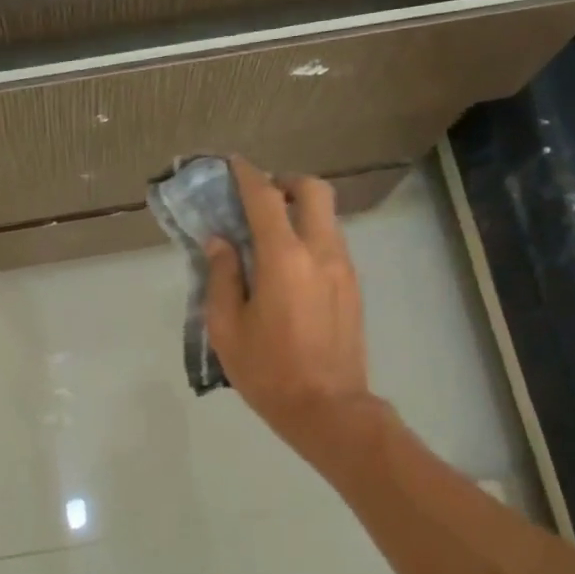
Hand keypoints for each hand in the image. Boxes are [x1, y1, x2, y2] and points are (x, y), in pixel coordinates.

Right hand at [205, 157, 374, 450]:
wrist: (328, 409)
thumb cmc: (268, 371)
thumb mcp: (226, 327)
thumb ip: (222, 277)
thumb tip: (220, 242)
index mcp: (284, 260)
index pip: (265, 199)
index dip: (248, 175)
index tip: (233, 164)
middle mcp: (320, 253)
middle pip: (314, 191)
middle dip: (286, 183)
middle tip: (261, 198)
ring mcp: (343, 269)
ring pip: (327, 217)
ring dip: (300, 211)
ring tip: (271, 235)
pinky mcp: (353, 287)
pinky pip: (332, 243)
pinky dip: (311, 236)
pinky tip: (289, 267)